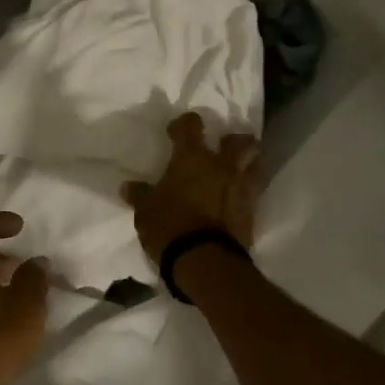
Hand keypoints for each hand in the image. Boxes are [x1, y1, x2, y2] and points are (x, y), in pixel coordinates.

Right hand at [121, 112, 261, 261]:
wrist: (204, 260)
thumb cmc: (169, 227)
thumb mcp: (145, 212)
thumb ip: (140, 195)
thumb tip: (128, 187)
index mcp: (192, 158)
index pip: (190, 126)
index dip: (184, 124)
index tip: (176, 131)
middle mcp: (221, 166)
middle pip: (239, 140)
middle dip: (232, 140)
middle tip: (223, 146)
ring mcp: (240, 187)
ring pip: (256, 162)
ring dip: (250, 161)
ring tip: (240, 167)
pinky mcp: (252, 210)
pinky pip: (255, 191)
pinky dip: (248, 190)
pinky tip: (239, 197)